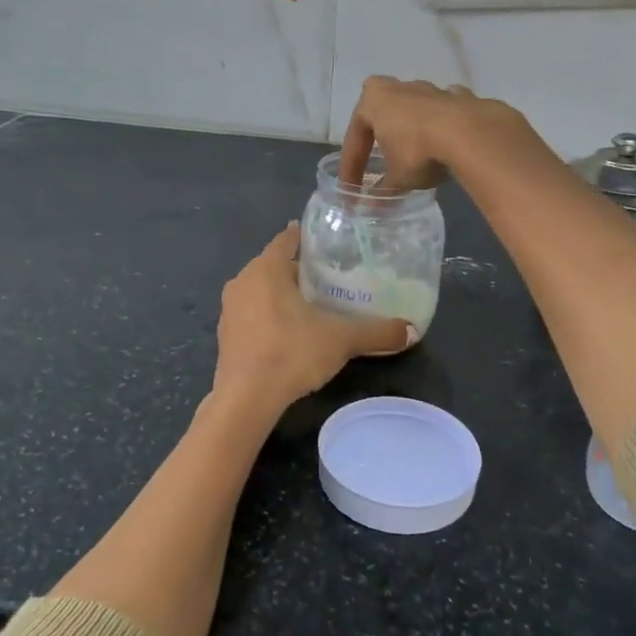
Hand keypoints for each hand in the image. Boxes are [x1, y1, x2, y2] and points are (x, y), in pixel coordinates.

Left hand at [211, 224, 412, 425]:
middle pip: (274, 266)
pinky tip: (288, 332)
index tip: (323, 239)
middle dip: (298, 270)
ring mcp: (229, 310)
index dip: (304, 236)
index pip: (286, 240)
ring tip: (311, 304)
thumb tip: (410, 330)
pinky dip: (269, 315)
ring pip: (260, 290)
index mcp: (266, 270)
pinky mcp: (224, 335)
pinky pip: (251, 314)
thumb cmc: (291, 353)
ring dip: (281, 294)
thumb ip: (376, 332)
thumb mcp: (340, 340)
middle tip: (328, 277)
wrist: (245, 399)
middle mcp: (242, 282)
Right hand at [337, 75, 526, 190]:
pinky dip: (441, 125)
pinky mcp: (458, 96)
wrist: (470, 133)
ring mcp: (429, 89)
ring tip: (414, 152)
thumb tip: (371, 209)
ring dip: (411, 128)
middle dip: (378, 133)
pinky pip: (443, 111)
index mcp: (372, 102)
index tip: (351, 191)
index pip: (354, 140)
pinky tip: (446, 141)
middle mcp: (397, 88)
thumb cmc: (418, 151)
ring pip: (413, 109)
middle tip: (378, 155)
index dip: (351, 169)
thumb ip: (383, 192)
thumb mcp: (397, 178)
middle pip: (381, 112)